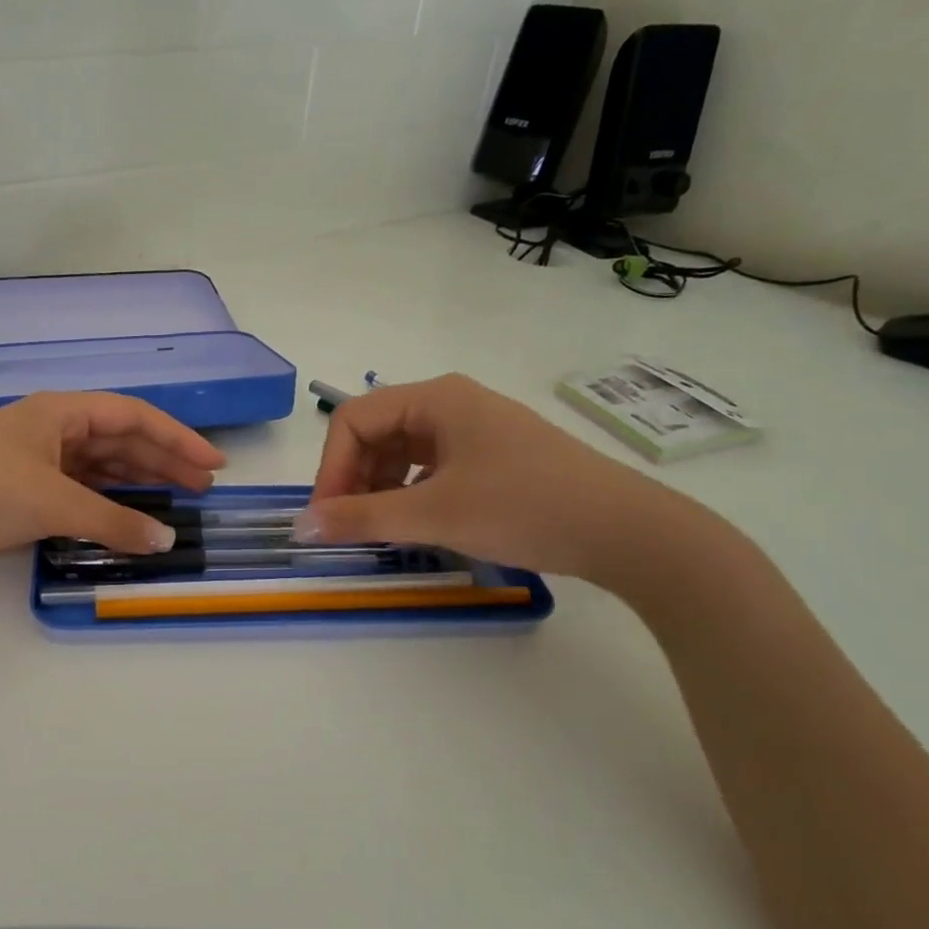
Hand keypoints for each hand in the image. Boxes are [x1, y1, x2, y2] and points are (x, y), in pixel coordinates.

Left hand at [0, 393, 224, 579]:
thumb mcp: (49, 502)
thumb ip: (111, 521)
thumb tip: (166, 540)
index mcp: (58, 412)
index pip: (132, 416)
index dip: (177, 437)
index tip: (213, 464)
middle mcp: (50, 431)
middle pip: (119, 440)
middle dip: (162, 461)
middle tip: (202, 488)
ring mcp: (34, 463)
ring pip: (99, 469)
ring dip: (136, 484)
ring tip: (175, 504)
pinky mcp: (21, 495)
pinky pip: (78, 494)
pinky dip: (105, 506)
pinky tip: (127, 519)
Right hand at [294, 373, 689, 582]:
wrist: (627, 531)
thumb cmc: (523, 507)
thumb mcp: (434, 514)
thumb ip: (362, 518)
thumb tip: (301, 526)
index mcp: (436, 398)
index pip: (353, 419)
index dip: (330, 468)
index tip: (326, 517)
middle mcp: (452, 402)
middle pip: (376, 432)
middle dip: (353, 478)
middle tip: (349, 527)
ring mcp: (476, 428)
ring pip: (403, 451)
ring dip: (379, 487)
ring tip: (380, 528)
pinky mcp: (494, 454)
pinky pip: (432, 465)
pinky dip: (411, 491)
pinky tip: (417, 521)